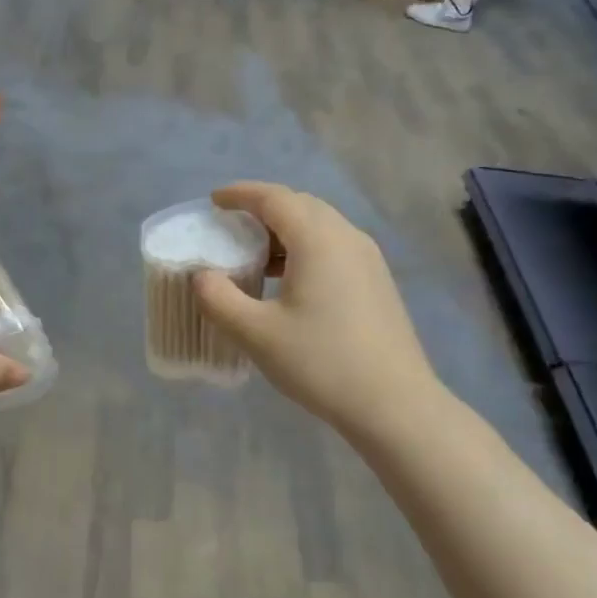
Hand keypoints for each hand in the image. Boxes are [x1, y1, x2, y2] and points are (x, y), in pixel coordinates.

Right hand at [193, 183, 436, 438]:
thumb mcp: (256, 334)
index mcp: (318, 239)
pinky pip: (334, 247)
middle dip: (263, 209)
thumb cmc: (321, 362)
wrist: (394, 403)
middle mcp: (347, 237)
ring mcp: (368, 259)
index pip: (274, 198)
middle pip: (300, 205)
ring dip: (285, 231)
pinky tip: (290, 282)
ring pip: (320, 227)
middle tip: (232, 227)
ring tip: (256, 257)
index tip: (214, 201)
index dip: (241, 194)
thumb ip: (219, 299)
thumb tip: (202, 276)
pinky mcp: (377, 282)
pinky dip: (305, 249)